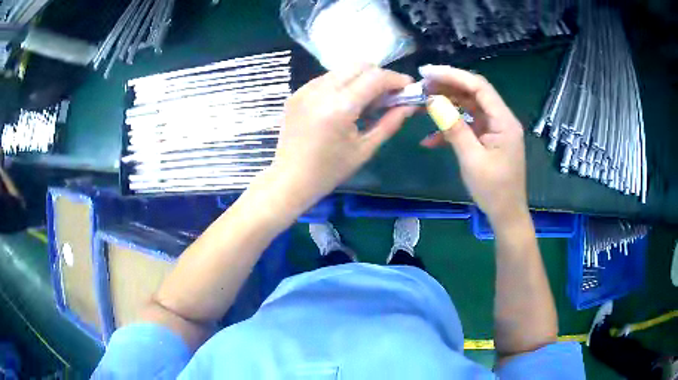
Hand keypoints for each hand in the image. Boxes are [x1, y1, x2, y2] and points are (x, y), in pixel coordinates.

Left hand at [265, 65, 414, 211]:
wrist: (290, 179)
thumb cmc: (330, 170)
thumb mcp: (365, 149)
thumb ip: (390, 122)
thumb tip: (409, 105)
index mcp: (339, 107)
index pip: (375, 77)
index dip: (396, 79)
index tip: (408, 87)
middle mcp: (320, 90)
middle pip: (359, 65)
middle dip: (380, 75)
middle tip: (389, 94)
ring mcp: (305, 89)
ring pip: (342, 69)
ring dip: (361, 78)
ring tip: (367, 100)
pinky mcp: (297, 93)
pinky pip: (327, 78)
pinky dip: (343, 84)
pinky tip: (345, 103)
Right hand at [419, 65, 527, 224]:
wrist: (506, 214)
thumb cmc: (493, 190)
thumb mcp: (472, 159)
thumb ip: (454, 128)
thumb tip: (434, 101)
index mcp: (504, 121)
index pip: (478, 87)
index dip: (453, 75)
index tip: (427, 73)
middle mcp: (501, 119)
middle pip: (473, 93)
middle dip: (447, 87)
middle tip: (421, 86)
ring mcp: (494, 129)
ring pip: (469, 107)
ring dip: (447, 104)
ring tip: (422, 103)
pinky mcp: (488, 138)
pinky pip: (468, 125)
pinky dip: (451, 128)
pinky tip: (430, 139)